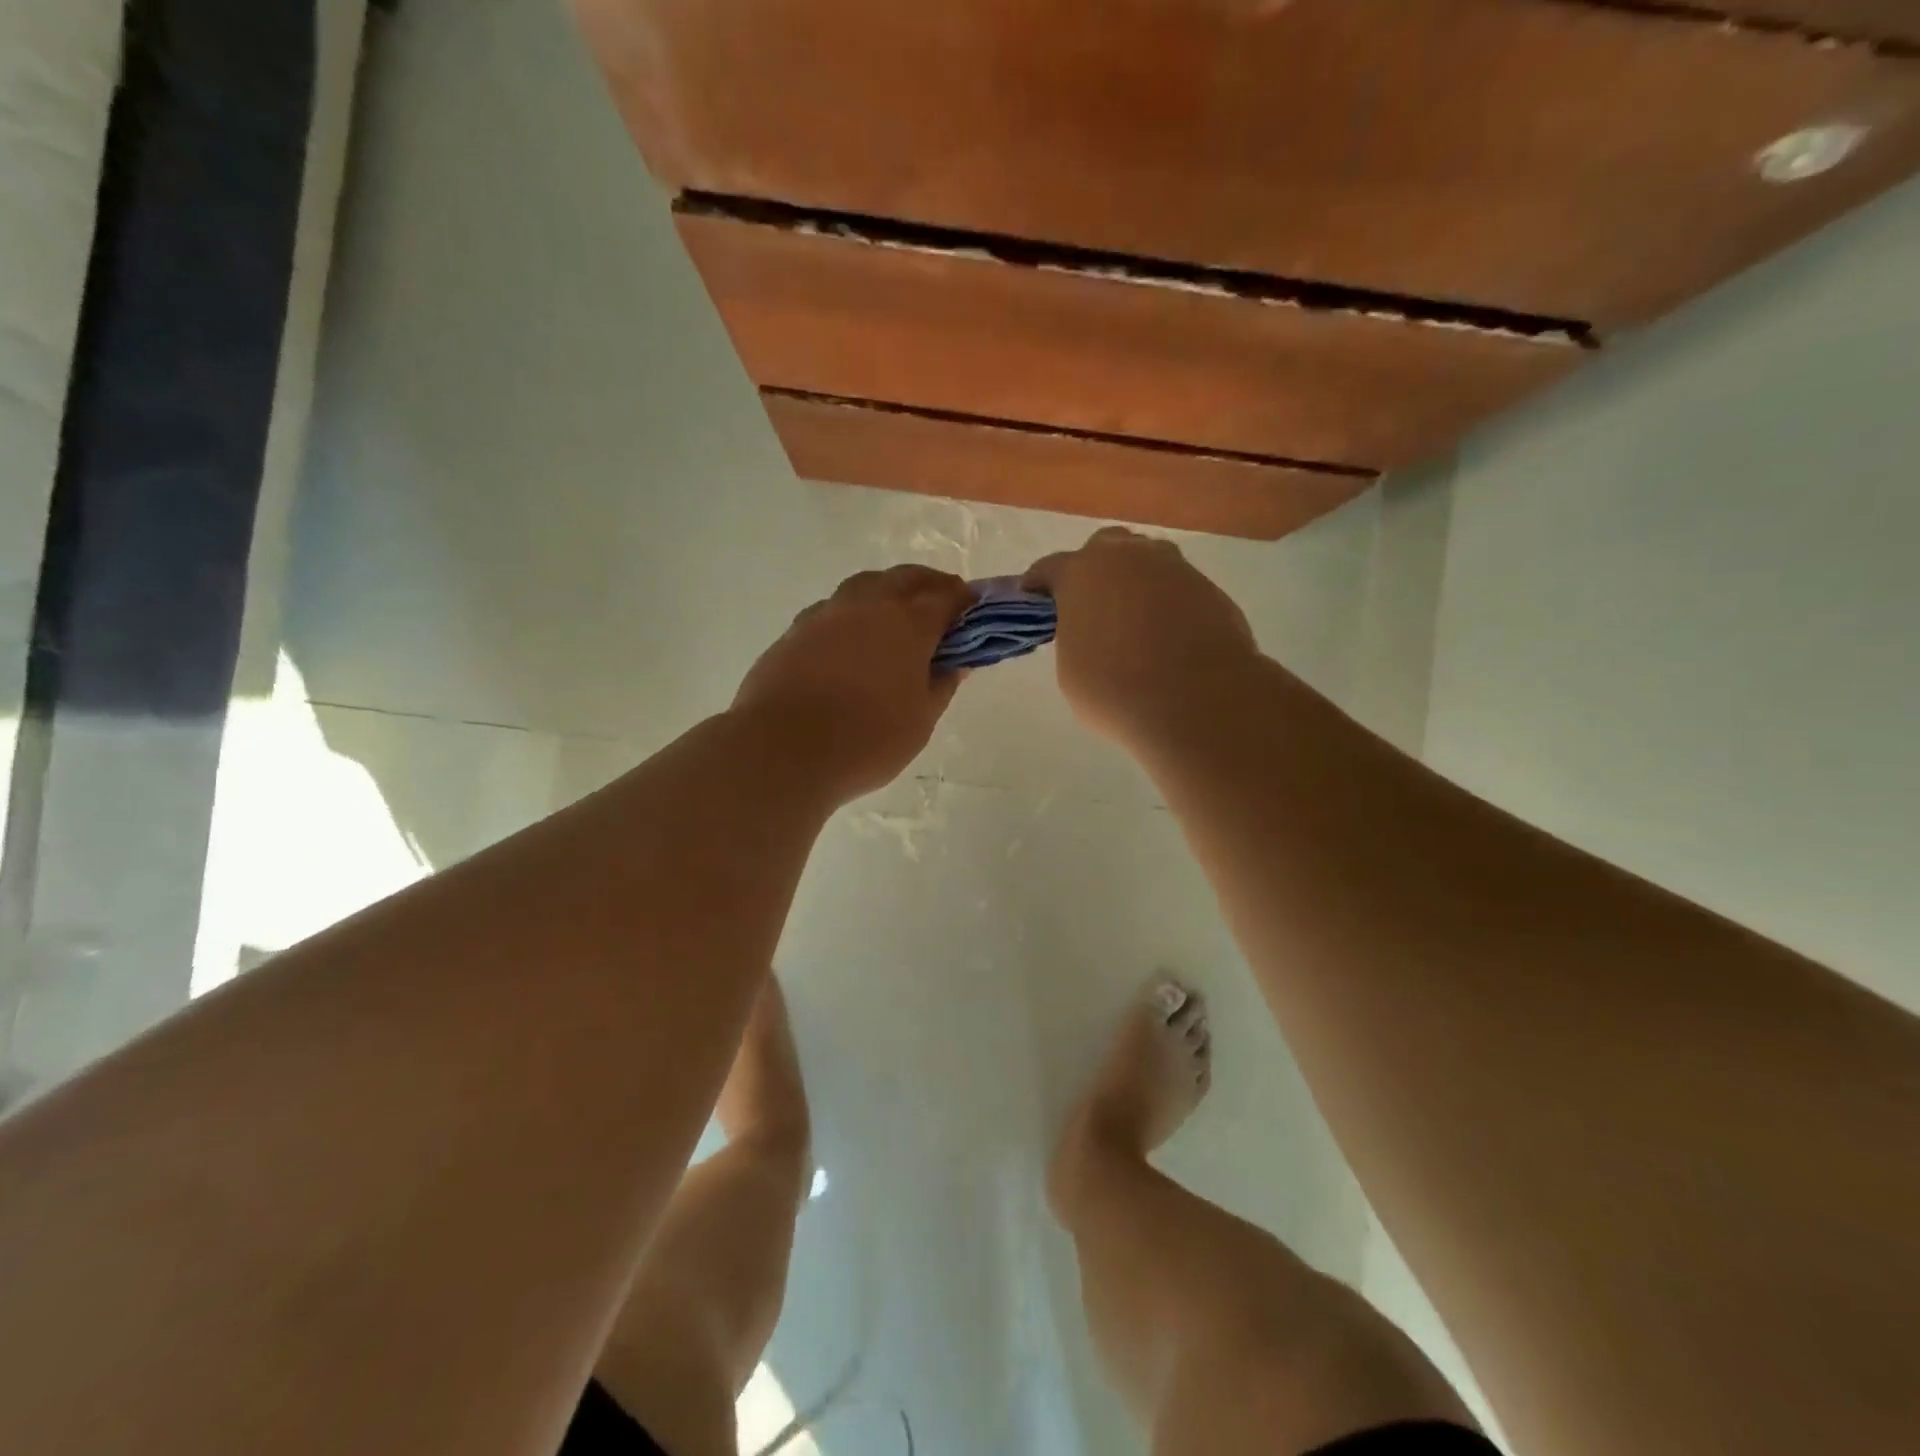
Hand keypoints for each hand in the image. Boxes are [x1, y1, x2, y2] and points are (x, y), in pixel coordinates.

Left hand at [734, 565, 974, 804]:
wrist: (783, 751)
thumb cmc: (867, 740)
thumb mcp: (920, 721)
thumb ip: (942, 684)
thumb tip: (957, 662)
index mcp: (908, 623)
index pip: (946, 596)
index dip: (964, 600)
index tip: (973, 610)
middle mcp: (867, 605)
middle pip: (905, 578)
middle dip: (929, 585)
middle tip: (940, 604)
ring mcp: (826, 614)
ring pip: (865, 586)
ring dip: (888, 591)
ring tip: (895, 617)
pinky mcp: (795, 631)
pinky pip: (833, 609)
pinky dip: (853, 614)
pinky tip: (852, 640)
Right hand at [1025, 527, 1257, 748]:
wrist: (1196, 702)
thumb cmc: (1115, 690)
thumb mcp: (1072, 669)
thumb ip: (1075, 636)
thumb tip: (1090, 631)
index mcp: (1081, 573)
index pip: (1050, 568)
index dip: (1040, 584)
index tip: (1035, 598)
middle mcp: (1128, 558)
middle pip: (1106, 548)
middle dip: (1096, 570)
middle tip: (1093, 605)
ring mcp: (1175, 569)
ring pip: (1149, 562)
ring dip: (1137, 582)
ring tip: (1136, 620)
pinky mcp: (1210, 589)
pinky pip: (1180, 589)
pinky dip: (1170, 605)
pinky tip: (1171, 636)